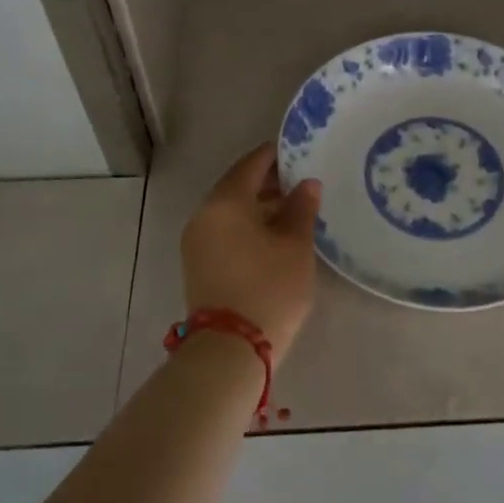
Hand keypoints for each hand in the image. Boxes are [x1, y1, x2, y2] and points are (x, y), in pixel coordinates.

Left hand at [180, 144, 322, 362]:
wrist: (230, 349)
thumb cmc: (269, 288)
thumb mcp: (295, 246)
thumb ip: (301, 208)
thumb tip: (306, 184)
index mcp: (226, 201)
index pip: (251, 164)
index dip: (276, 156)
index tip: (300, 152)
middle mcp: (204, 214)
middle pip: (238, 186)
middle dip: (269, 182)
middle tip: (302, 182)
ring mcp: (197, 240)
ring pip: (230, 210)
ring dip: (258, 205)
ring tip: (293, 210)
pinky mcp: (198, 264)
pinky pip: (224, 230)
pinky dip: (247, 225)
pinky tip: (273, 235)